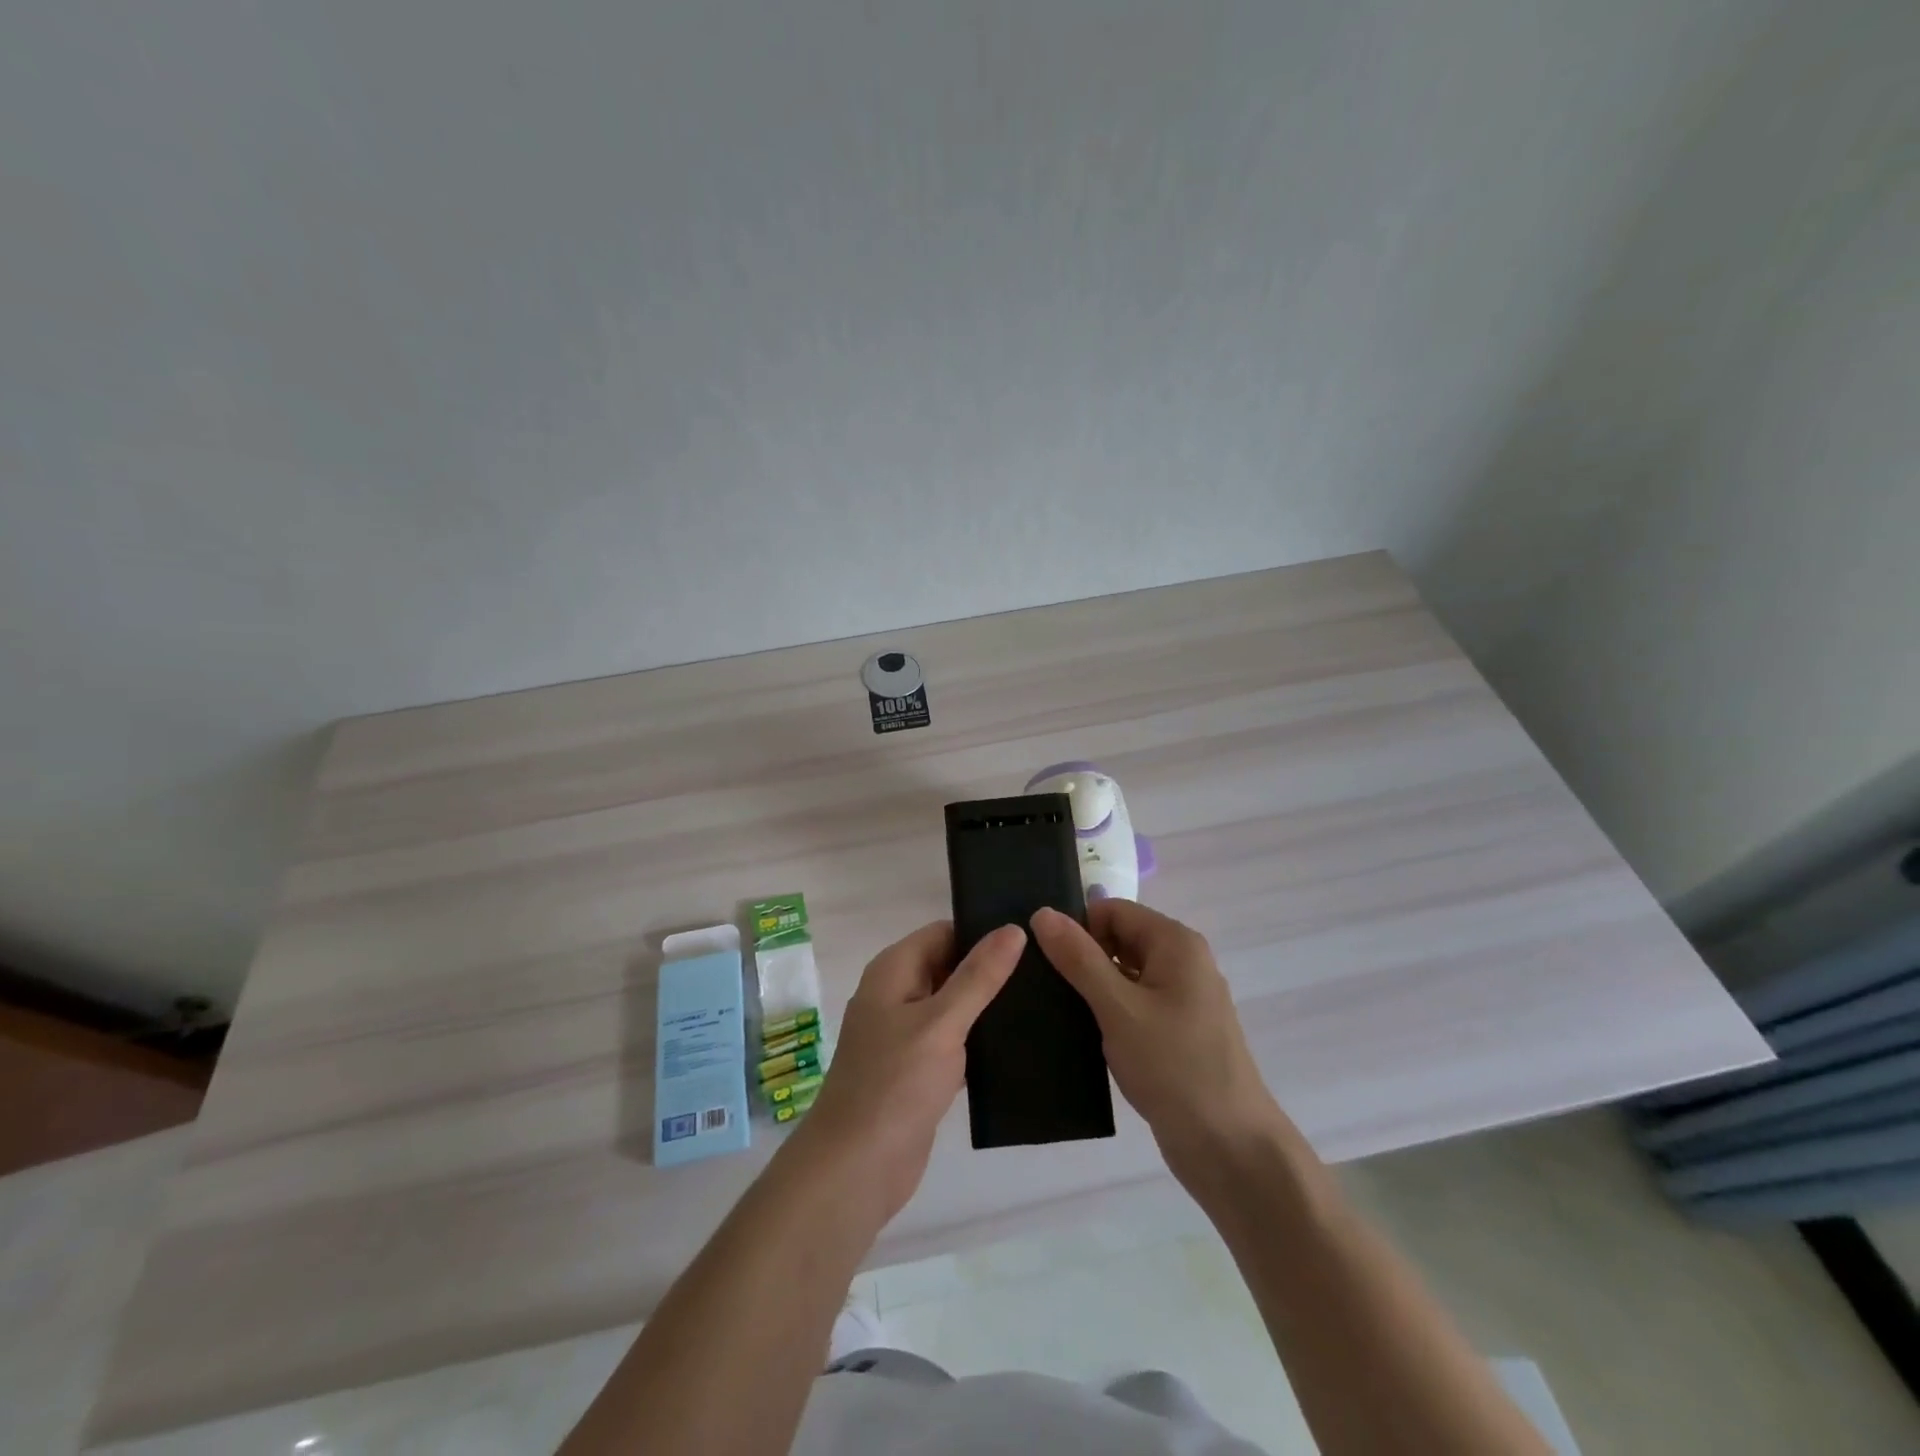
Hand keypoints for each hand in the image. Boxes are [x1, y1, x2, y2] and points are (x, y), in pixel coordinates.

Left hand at [781, 921, 1025, 1228]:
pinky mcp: (917, 1070)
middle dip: (989, 969)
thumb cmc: (895, 1084)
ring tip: (1043, 1001)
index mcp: (894, 970)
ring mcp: (905, 1035)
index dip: (982, 932)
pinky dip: (978, 1041)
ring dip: (987, 1006)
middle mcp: (896, 995)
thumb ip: (978, 976)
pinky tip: (1019, 1044)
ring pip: (954, 1006)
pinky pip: (954, 1041)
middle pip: (949, 966)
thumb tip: (1012, 929)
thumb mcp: (942, 1022)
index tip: (1030, 937)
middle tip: (1046, 970)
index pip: (944, 932)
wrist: (856, 1168)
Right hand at [1031, 901, 1284, 1186]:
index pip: (1112, 910)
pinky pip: (1133, 1005)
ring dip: (1092, 989)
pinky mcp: (1176, 1032)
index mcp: (1175, 943)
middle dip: (1082, 958)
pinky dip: (1108, 1013)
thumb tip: (1042, 913)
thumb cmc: (1175, 1067)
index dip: (1077, 927)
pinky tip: (1079, 1034)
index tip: (1042, 958)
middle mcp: (1183, 962)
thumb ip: (1079, 958)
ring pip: (1123, 975)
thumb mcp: (1118, 1008)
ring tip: (1051, 1009)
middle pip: (1119, 939)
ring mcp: (1182, 999)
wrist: (1230, 1148)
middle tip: (1041, 985)